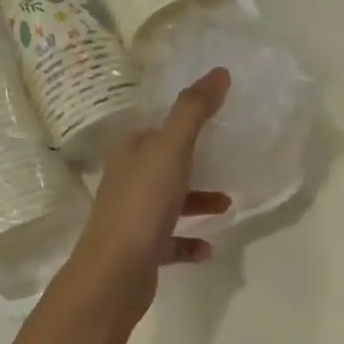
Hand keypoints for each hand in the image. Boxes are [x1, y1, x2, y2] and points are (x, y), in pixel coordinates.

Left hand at [67, 68, 231, 318]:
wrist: (116, 271)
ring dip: (197, 202)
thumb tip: (219, 72)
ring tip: (227, 205)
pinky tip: (209, 247)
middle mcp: (127, 180)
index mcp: (130, 152)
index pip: (155, 128)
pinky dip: (190, 241)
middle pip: (164, 164)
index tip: (215, 119)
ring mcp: (132, 217)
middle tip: (227, 160)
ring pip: (170, 202)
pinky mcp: (141, 250)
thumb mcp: (172, 148)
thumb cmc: (143, 203)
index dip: (182, 121)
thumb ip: (194, 111)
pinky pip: (171, 241)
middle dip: (195, 162)